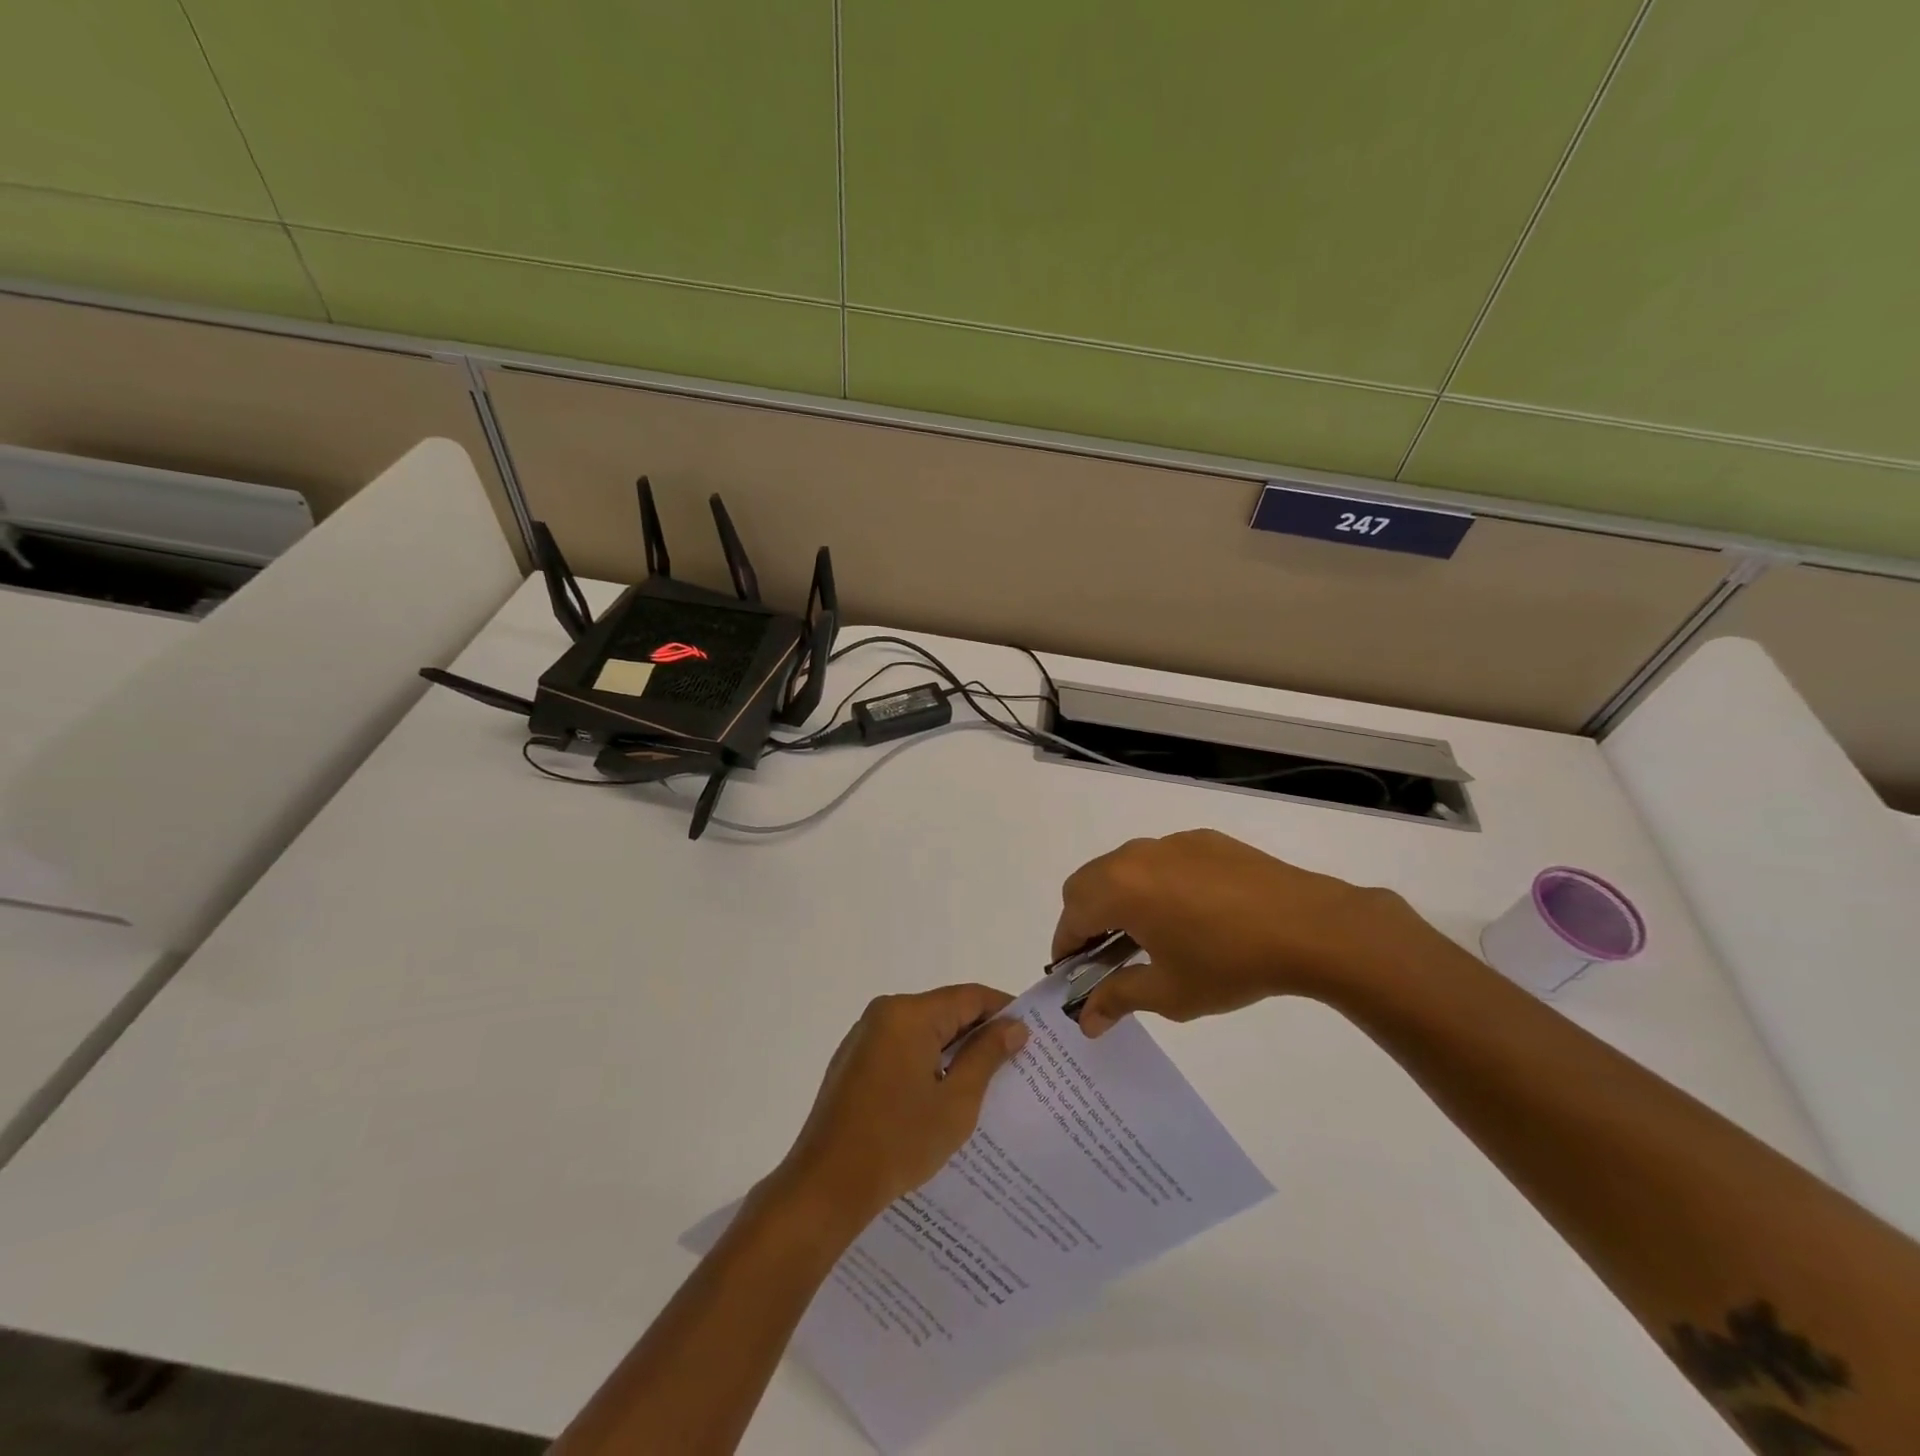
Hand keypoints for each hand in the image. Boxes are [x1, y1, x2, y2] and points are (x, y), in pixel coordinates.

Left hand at [773, 984, 1028, 1228]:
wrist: (826, 1185)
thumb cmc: (898, 1141)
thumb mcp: (956, 1101)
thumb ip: (987, 1056)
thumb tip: (1014, 1026)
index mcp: (909, 1014)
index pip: (969, 997)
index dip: (1004, 1010)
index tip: (1033, 1032)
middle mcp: (884, 1013)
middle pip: (945, 1010)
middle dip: (980, 1033)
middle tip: (1016, 1061)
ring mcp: (865, 1037)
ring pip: (923, 1030)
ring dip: (953, 1050)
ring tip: (987, 1080)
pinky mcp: (854, 1061)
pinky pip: (902, 1047)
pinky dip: (927, 1061)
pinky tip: (943, 1093)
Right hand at [1053, 829, 1441, 1036]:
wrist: (1309, 927)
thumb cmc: (1230, 964)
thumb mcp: (1169, 993)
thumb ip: (1118, 999)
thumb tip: (1086, 1019)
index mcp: (1119, 888)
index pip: (1071, 915)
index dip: (1065, 947)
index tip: (1072, 974)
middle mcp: (1136, 856)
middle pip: (1088, 883)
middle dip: (1085, 919)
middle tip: (1105, 956)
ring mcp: (1171, 843)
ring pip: (1123, 867)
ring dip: (1118, 898)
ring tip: (1147, 934)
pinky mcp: (1203, 840)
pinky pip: (1161, 859)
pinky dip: (1154, 883)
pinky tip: (1189, 913)